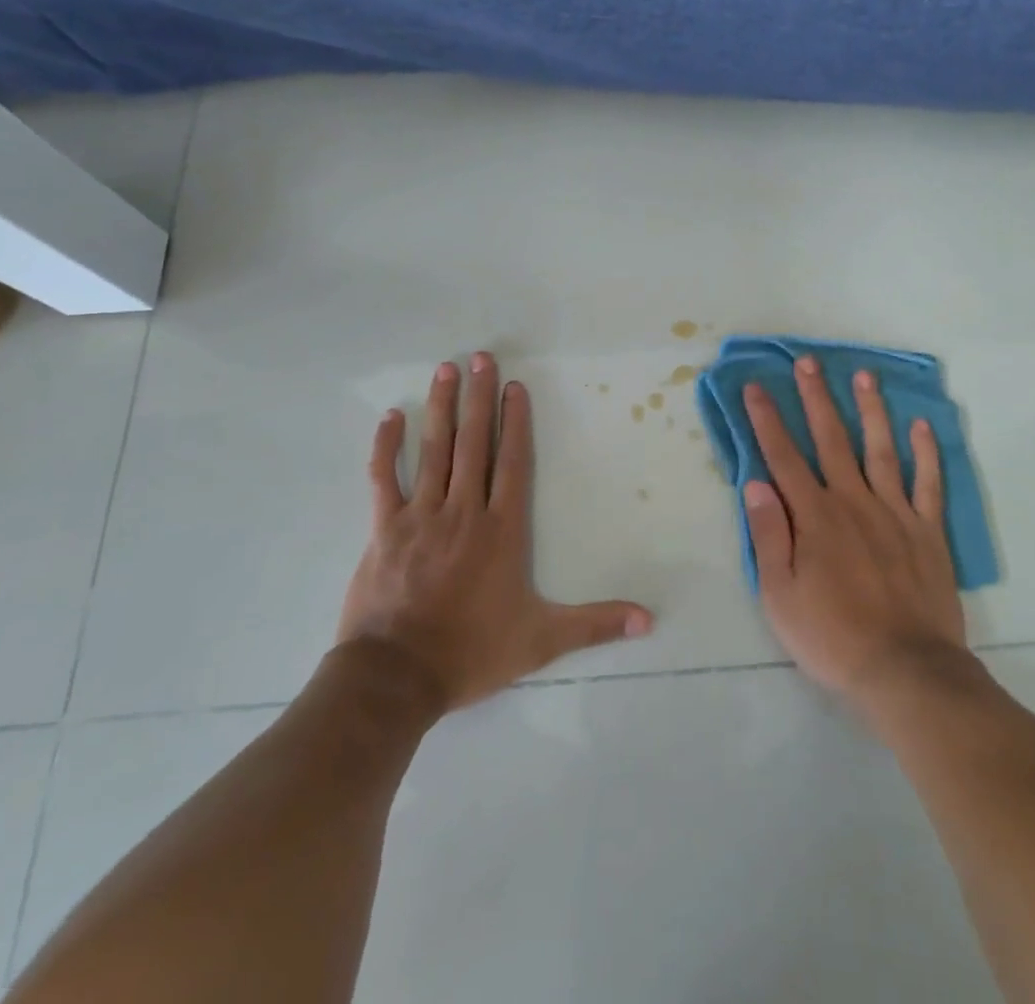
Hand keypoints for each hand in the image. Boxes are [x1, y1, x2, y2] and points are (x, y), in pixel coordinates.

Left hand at [338, 353, 653, 710]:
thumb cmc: (471, 652)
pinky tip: (392, 416)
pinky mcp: (385, 528)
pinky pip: (384, 478)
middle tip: (480, 358)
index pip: (513, 463)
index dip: (516, 422)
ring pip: (435, 450)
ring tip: (446, 370)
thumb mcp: (542, 640)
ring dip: (442, 408)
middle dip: (479, 398)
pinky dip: (386, 446)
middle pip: (475, 443)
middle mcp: (464, 511)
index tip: (515, 386)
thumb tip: (650, 620)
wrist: (396, 677)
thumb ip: (595, 624)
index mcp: (501, 530)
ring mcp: (422, 516)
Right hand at [742, 357, 965, 710]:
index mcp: (815, 516)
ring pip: (880, 449)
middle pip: (831, 439)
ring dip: (871, 410)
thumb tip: (755, 483)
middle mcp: (853, 501)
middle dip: (816, 398)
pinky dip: (926, 454)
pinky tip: (921, 426)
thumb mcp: (780, 595)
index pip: (783, 457)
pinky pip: (928, 484)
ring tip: (864, 375)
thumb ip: (769, 535)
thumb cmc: (832, 637)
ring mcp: (895, 513)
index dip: (767, 420)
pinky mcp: (927, 531)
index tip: (756, 387)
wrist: (906, 671)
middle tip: (808, 361)